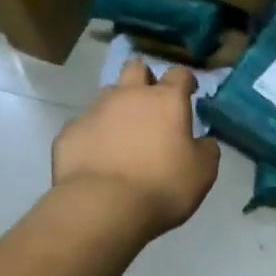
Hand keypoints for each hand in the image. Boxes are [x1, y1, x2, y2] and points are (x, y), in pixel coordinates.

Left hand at [53, 61, 219, 237]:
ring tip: (121, 135)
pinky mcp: (69, 132)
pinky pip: (83, 126)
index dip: (185, 81)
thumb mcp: (202, 172)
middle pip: (136, 69)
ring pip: (107, 95)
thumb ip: (206, 150)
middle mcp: (128, 96)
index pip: (179, 74)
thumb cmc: (162, 186)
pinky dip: (92, 136)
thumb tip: (203, 142)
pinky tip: (96, 159)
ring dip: (117, 108)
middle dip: (144, 79)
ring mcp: (94, 111)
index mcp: (165, 100)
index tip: (189, 93)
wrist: (102, 206)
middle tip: (150, 104)